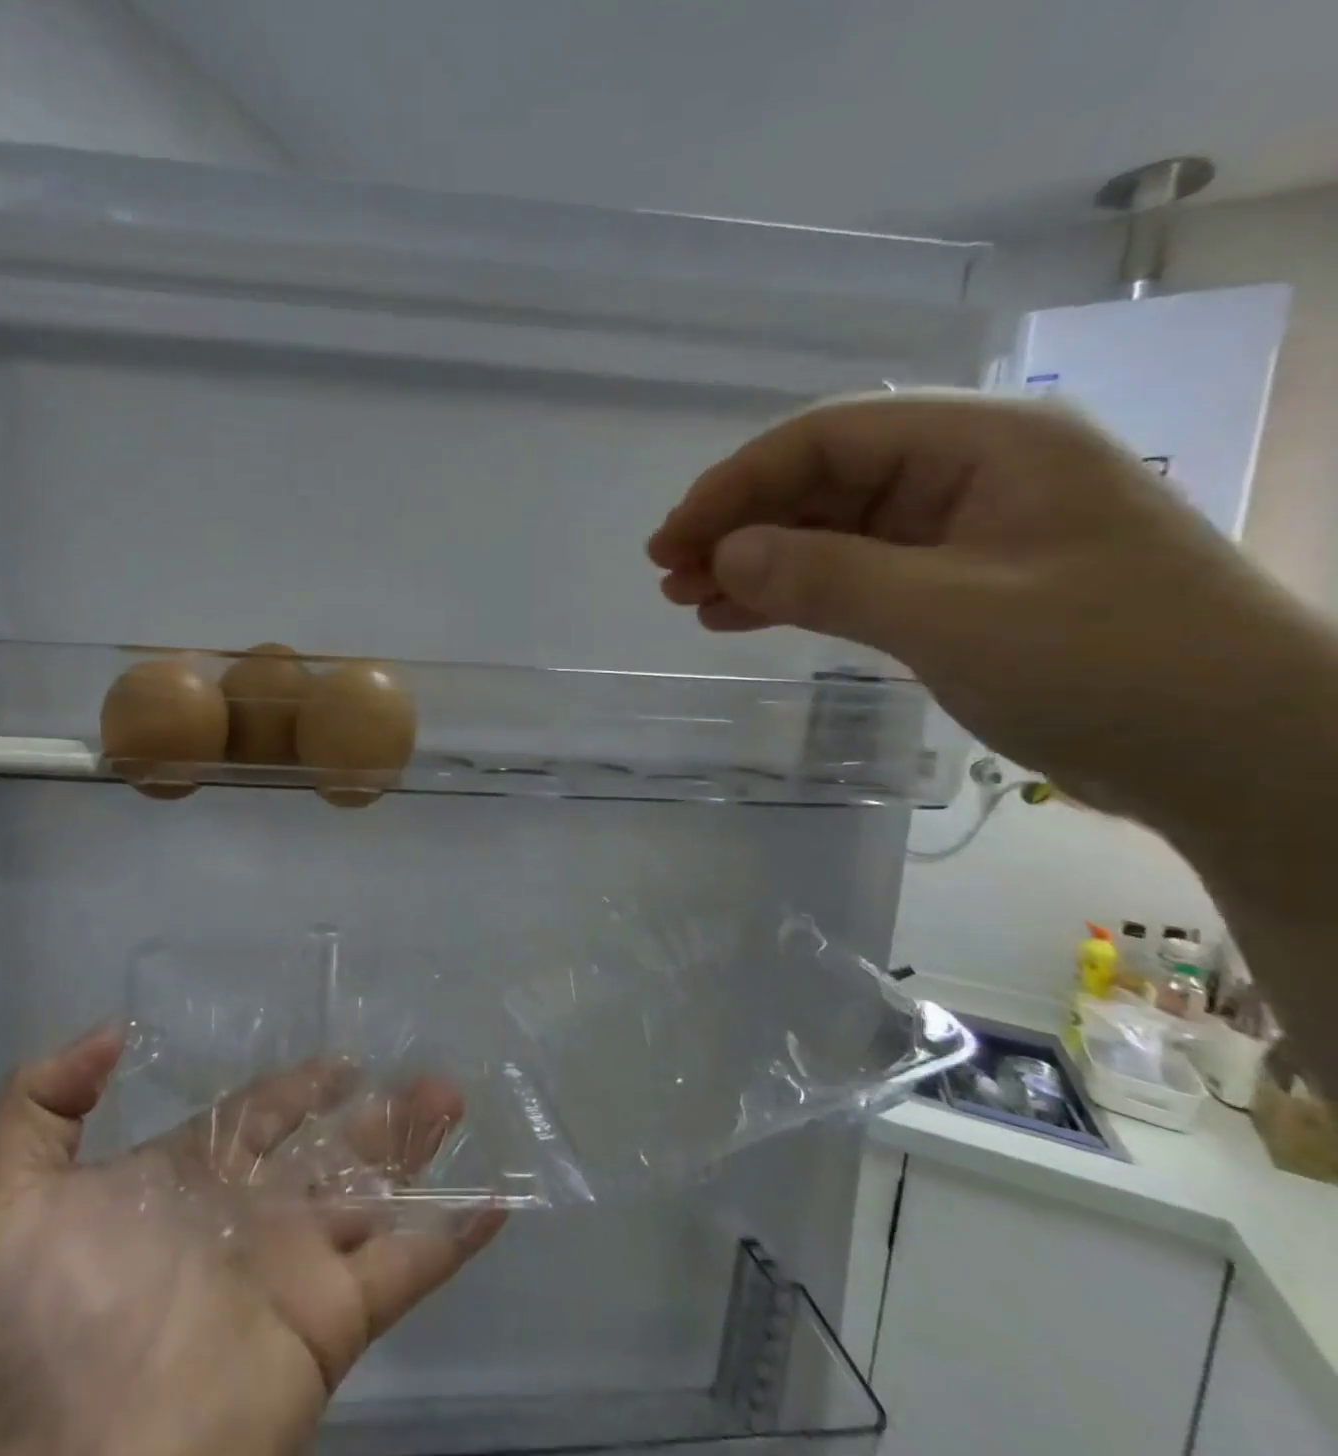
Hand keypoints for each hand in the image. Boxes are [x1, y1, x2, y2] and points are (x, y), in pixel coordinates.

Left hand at [0, 1027, 506, 1455]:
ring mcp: (295, 1268)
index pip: (257, 1116)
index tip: (341, 1058)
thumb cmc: (30, 1333)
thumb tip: (113, 1029)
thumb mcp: (7, 1196)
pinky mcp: (331, 1323)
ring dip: (419, 1149)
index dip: (298, 1086)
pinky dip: (452, 1237)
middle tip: (425, 1074)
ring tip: (455, 1099)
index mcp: (189, 1180)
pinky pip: (406, 1270)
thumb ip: (42, 1100)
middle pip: (328, 1147)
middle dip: (374, 1111)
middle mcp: (249, 1215)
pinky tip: (494, 1202)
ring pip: (375, 1192)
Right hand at [647, 391, 1312, 821]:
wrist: (1234, 752)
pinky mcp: (953, 585)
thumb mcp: (952, 616)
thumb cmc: (1107, 664)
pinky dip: (793, 592)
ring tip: (689, 600)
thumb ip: (829, 577)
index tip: (674, 538)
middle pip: (823, 479)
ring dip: (756, 561)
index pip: (830, 436)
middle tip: (669, 574)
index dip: (738, 482)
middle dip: (739, 523)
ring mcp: (961, 531)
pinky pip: (852, 573)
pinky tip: (739, 615)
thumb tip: (725, 555)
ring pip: (830, 529)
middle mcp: (969, 472)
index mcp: (987, 444)